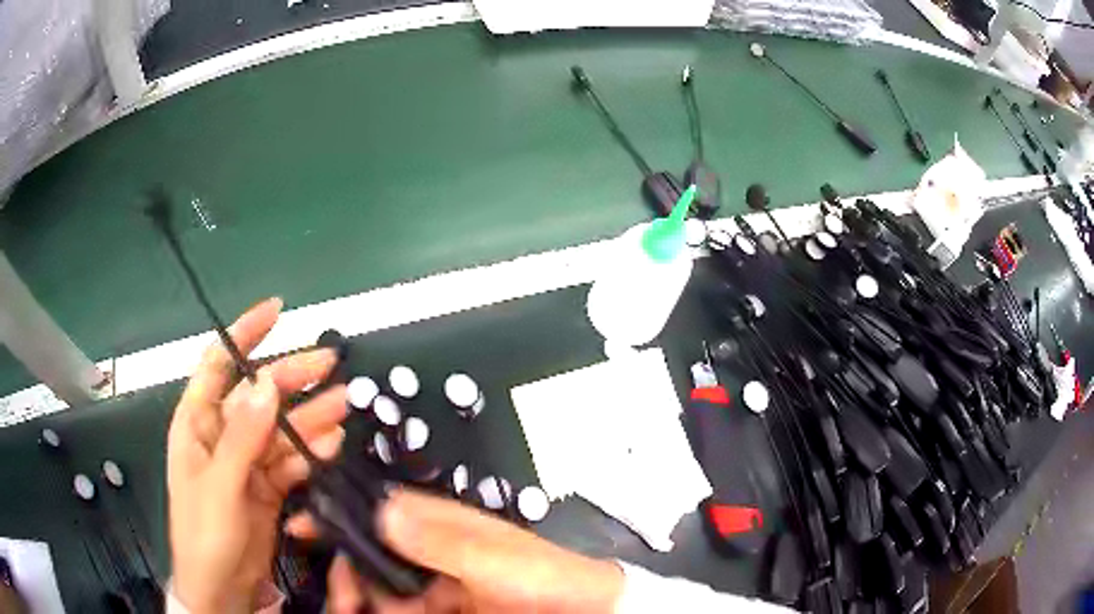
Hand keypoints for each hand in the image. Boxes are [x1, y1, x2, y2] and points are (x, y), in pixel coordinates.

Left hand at [167, 298, 347, 613]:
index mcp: (198, 422)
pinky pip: (291, 460)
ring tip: (344, 402)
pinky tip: (333, 443)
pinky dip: (311, 451)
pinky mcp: (267, 486)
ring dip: (311, 415)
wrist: (221, 588)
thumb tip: (267, 383)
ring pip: (281, 427)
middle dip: (292, 376)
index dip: (244, 334)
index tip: (278, 311)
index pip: (218, 363)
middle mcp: (222, 434)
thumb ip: (243, 436)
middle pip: (259, 394)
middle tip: (332, 364)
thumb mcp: (220, 484)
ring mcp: (247, 461)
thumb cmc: (205, 532)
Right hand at [287, 489, 624, 612]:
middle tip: (340, 598)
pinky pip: (400, 609)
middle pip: (371, 554)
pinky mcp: (439, 609)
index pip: (379, 512)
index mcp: (441, 525)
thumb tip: (381, 511)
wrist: (580, 613)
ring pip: (381, 587)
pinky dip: (382, 612)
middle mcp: (431, 551)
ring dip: (360, 599)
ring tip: (351, 609)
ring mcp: (434, 584)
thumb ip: (439, 539)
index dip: (342, 517)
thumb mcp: (491, 557)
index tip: (305, 528)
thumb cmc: (541, 578)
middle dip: (348, 572)